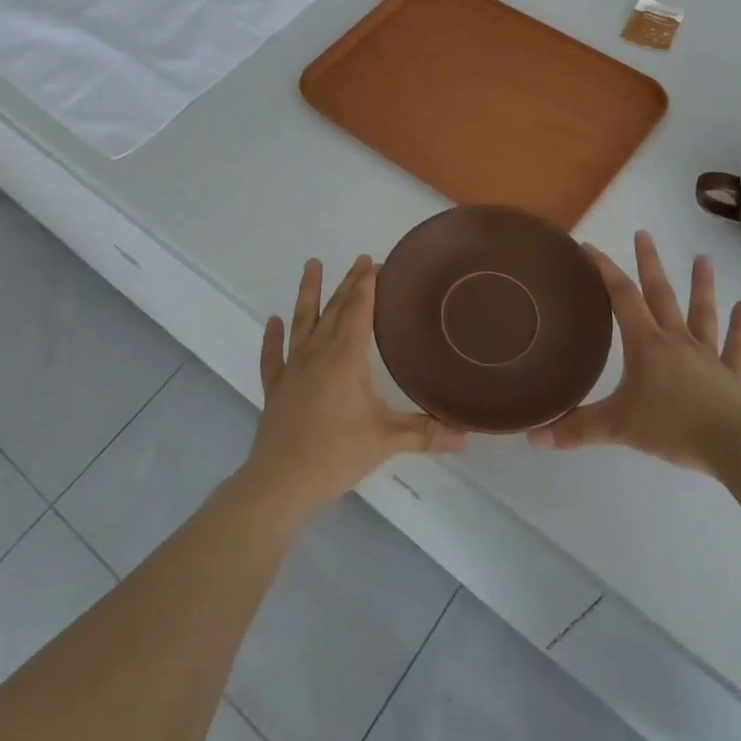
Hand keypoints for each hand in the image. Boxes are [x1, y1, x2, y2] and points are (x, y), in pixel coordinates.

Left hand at [239, 255, 464, 523]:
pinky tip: (273, 323)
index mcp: (346, 356)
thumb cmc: (337, 453)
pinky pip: (273, 356)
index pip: (359, 309)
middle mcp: (318, 352)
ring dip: (308, 292)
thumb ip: (426, 433)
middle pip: (334, 308)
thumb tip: (467, 435)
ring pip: (302, 321)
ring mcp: (293, 368)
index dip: (368, 284)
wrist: (281, 481)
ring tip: (311, 264)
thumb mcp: (388, 441)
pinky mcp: (276, 387)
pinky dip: (273, 338)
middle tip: (360, 260)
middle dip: (349, 282)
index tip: (376, 262)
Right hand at [530, 231, 740, 475]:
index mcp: (646, 344)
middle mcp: (676, 340)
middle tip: (645, 234)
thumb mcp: (617, 427)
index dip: (604, 270)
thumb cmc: (672, 427)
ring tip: (703, 258)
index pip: (621, 297)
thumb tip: (533, 437)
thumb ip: (576, 429)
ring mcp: (707, 356)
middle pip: (660, 294)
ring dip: (701, 286)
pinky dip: (740, 327)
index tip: (589, 247)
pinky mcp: (732, 376)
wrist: (735, 446)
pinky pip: (736, 347)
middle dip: (649, 263)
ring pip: (702, 312)